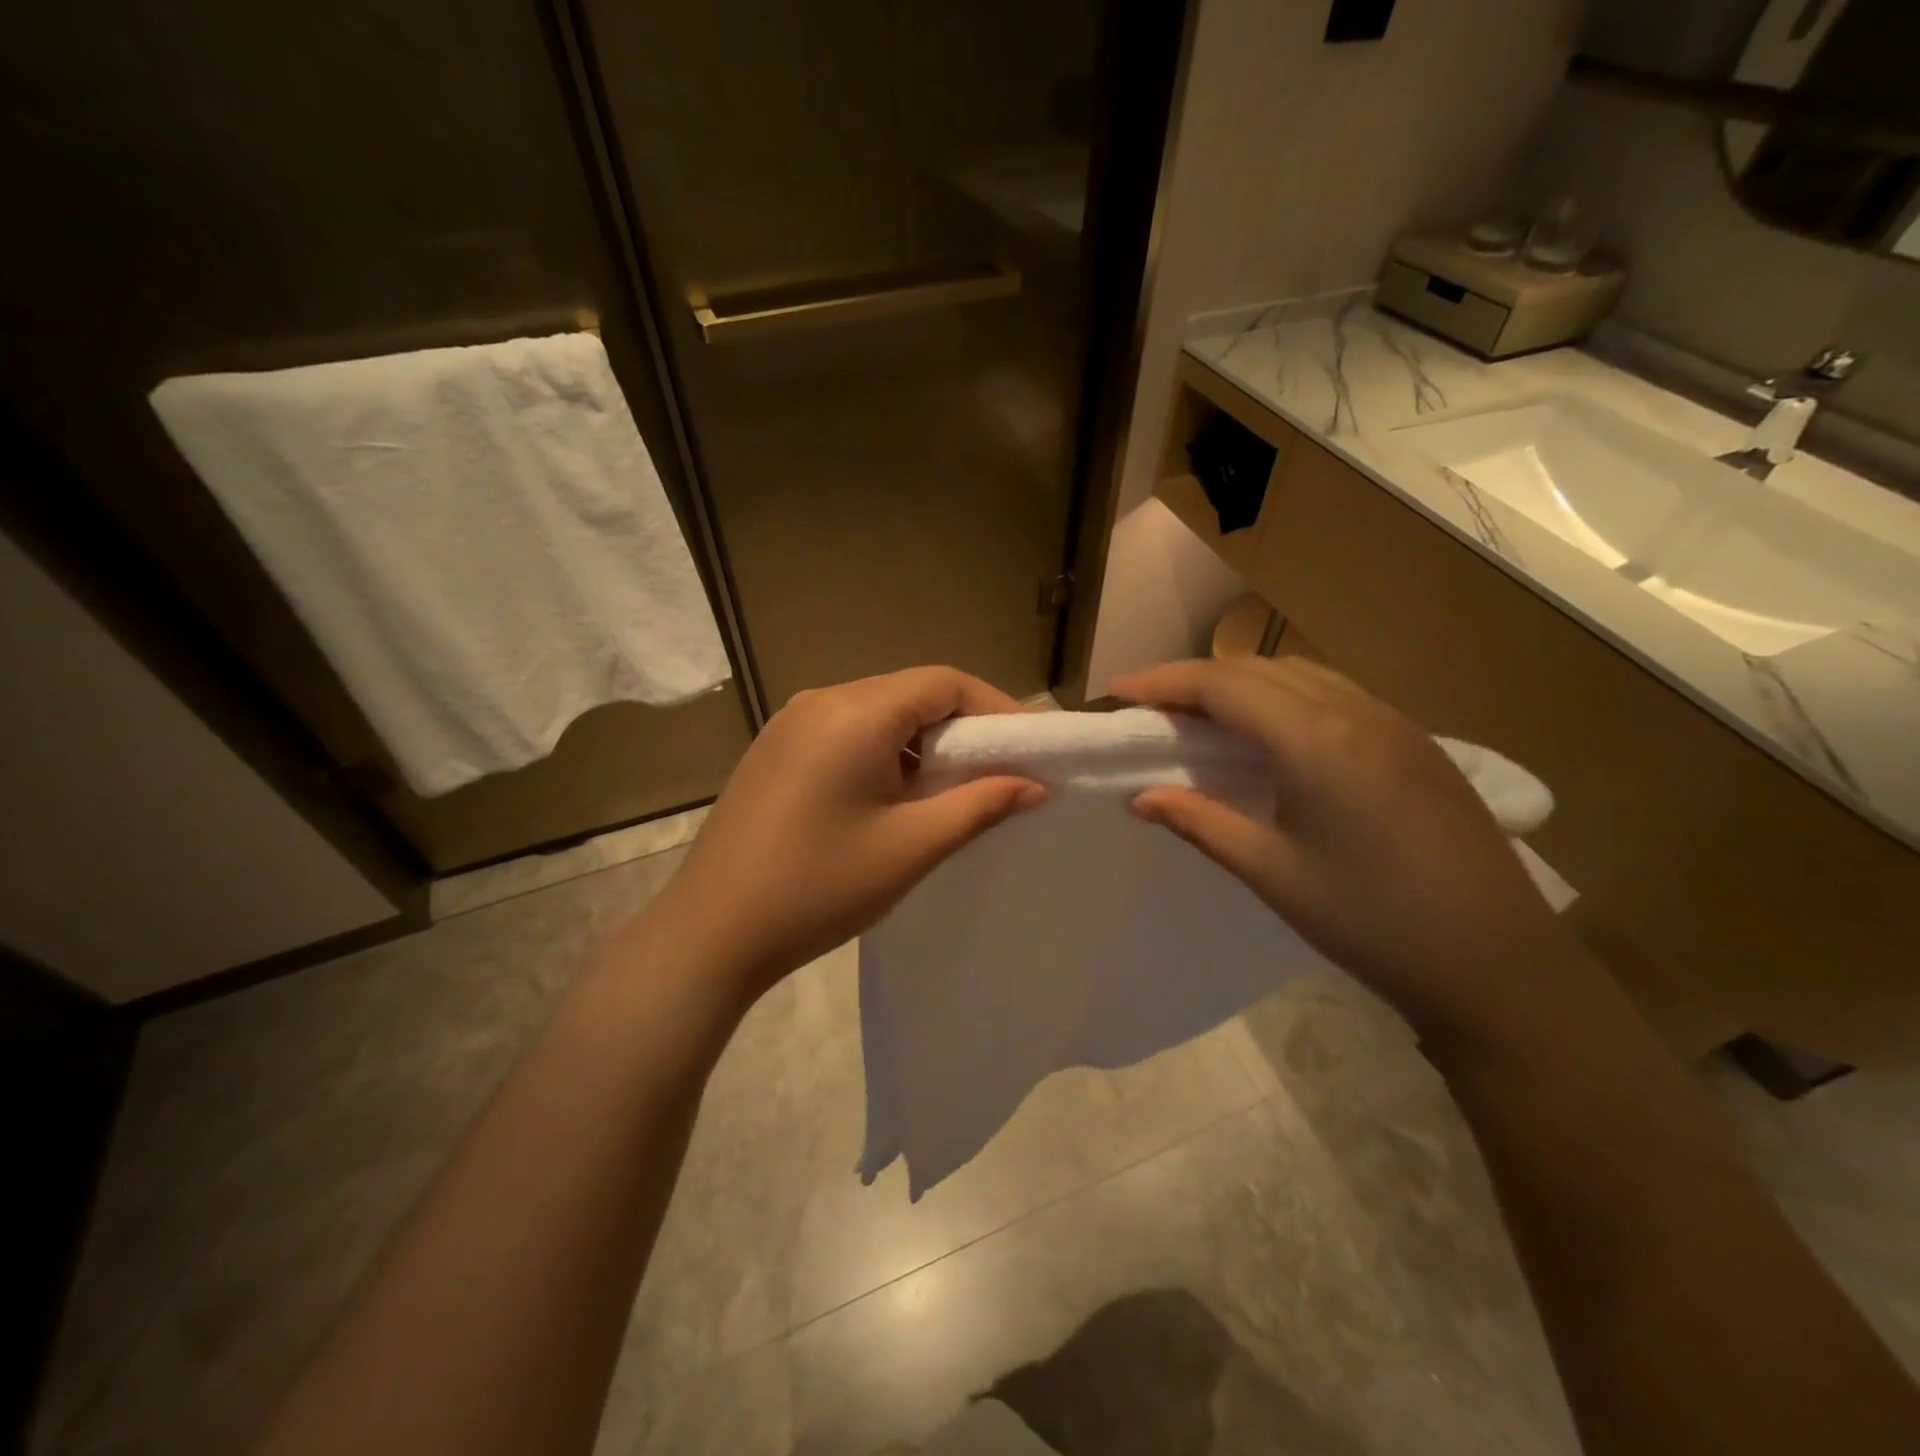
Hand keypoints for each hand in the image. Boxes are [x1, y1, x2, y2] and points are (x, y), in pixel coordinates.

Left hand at [650, 667, 1044, 999]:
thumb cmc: (819, 888)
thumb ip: (980, 806)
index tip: (1026, 748)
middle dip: (960, 727)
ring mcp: (790, 723)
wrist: (711, 934)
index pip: (943, 682)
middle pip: (910, 693)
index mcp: (855, 713)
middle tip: (995, 773)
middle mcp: (820, 700)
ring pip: (878, 713)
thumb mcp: (911, 848)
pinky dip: (883, 752)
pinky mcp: (774, 750)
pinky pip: (845, 731)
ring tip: (947, 791)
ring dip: (921, 742)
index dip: (994, 707)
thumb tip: (1034, 785)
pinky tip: (891, 797)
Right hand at [1115, 656, 1572, 1039]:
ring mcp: (1393, 722)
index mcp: (1317, 742)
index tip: (1118, 689)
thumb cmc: (1372, 923)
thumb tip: (1139, 797)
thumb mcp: (1273, 873)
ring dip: (1241, 682)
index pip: (1224, 686)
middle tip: (1149, 705)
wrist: (1497, 964)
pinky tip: (1269, 731)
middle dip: (1196, 678)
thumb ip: (1200, 823)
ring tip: (1200, 714)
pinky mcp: (1414, 741)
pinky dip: (1283, 695)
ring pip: (1298, 674)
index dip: (1164, 681)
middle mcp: (1356, 713)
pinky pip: (1333, 693)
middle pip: (1258, 670)